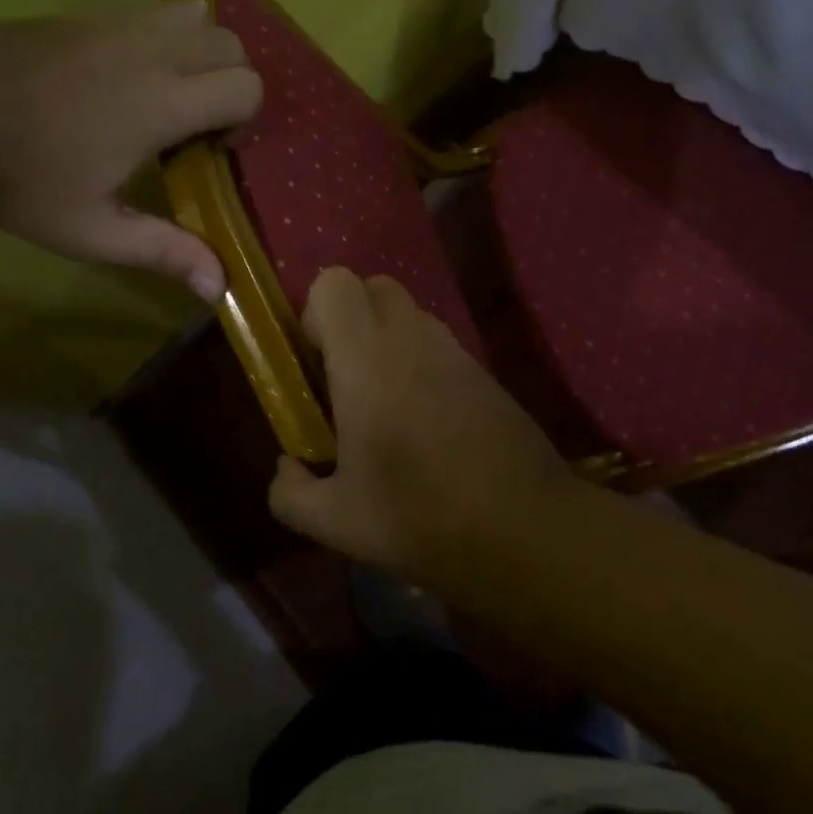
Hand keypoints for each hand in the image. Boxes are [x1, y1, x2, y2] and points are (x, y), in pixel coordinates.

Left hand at [0, 1, 259, 297]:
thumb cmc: (22, 184)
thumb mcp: (94, 233)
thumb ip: (165, 252)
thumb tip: (219, 287)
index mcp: (160, 104)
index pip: (247, 86)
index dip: (243, 120)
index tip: (209, 150)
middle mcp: (149, 53)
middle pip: (231, 45)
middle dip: (232, 82)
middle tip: (196, 123)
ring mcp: (114, 26)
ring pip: (195, 18)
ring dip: (202, 53)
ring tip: (171, 92)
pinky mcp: (84, 16)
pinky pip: (150, 13)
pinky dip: (164, 37)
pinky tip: (127, 76)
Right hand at [267, 267, 574, 588]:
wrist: (526, 529)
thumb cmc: (420, 518)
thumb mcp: (337, 522)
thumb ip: (290, 493)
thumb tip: (286, 468)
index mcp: (367, 359)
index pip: (334, 283)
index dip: (315, 315)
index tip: (316, 366)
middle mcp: (412, 337)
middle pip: (373, 286)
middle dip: (351, 319)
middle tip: (346, 378)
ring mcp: (454, 349)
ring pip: (409, 314)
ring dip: (386, 340)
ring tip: (386, 406)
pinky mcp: (484, 369)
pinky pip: (439, 344)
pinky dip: (421, 363)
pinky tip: (427, 422)